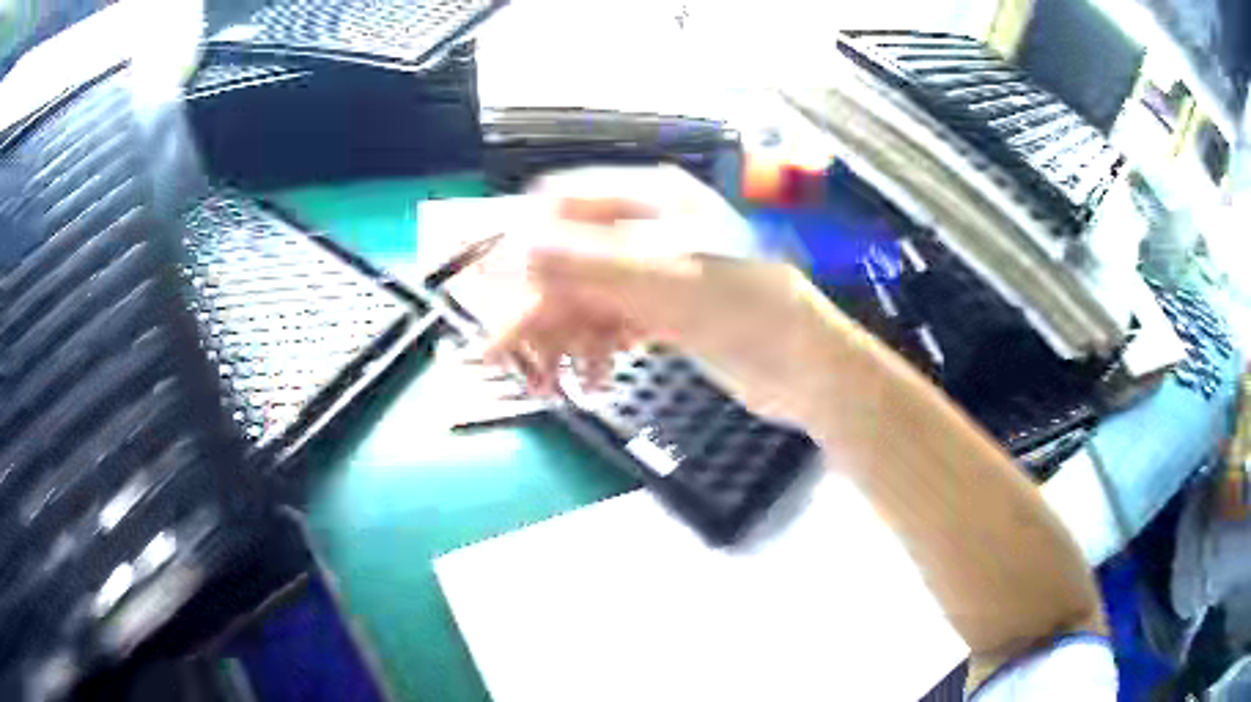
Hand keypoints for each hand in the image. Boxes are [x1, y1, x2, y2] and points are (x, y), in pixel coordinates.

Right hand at [483, 166, 876, 427]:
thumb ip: (585, 264)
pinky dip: (594, 348)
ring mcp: (653, 270)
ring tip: (550, 381)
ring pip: (584, 295)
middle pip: (569, 258)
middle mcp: (646, 228)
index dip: (524, 244)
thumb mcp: (663, 282)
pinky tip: (593, 377)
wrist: (804, 369)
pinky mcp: (659, 308)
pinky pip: (608, 321)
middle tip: (499, 355)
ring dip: (562, 336)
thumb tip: (512, 248)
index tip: (492, 291)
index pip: (563, 205)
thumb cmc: (748, 311)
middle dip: (538, 308)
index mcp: (651, 200)